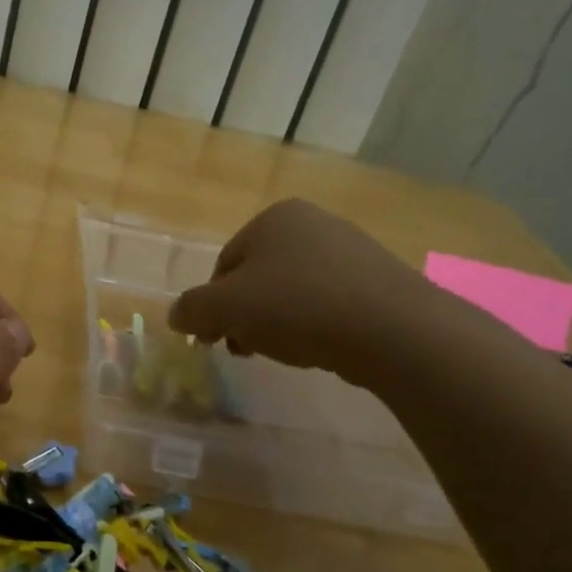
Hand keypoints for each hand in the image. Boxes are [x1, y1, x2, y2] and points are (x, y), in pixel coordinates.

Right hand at [168, 199, 436, 384]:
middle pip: (259, 277)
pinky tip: (322, 348)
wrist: (394, 330)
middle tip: (246, 350)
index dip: (213, 305)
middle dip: (246, 316)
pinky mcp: (381, 280)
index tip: (217, 340)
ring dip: (278, 323)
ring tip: (286, 352)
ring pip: (294, 291)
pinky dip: (316, 324)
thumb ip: (192, 310)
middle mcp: (314, 223)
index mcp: (274, 218)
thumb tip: (177, 316)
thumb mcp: (226, 309)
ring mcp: (352, 249)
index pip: (224, 265)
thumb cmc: (298, 307)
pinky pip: (330, 302)